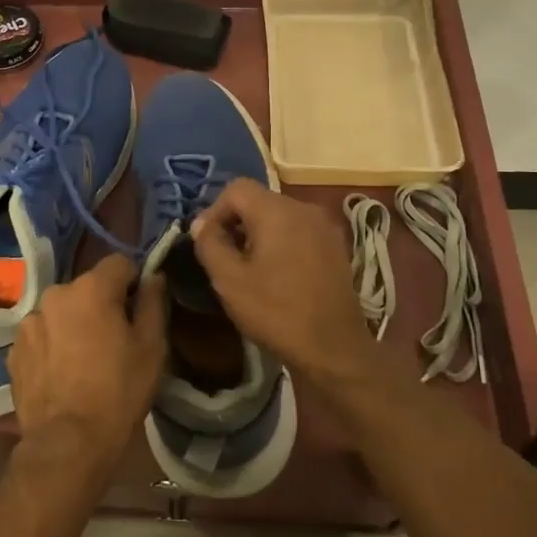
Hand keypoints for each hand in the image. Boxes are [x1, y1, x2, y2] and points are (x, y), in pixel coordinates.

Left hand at [9, 255, 166, 478]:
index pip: (119, 263)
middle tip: (114, 340)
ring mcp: (30, 321)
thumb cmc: (118, 392)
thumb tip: (154, 276)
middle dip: (102, 304)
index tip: (138, 310)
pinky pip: (42, 334)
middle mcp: (56, 294)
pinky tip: (62, 373)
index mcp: (91, 288)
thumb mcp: (152, 347)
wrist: (67, 443)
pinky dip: (53, 344)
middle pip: (88, 287)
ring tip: (84, 360)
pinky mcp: (15, 348)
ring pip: (62, 310)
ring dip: (74, 323)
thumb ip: (154, 302)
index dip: (133, 282)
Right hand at [190, 178, 376, 389]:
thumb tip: (201, 224)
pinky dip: (282, 242)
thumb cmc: (276, 312)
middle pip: (259, 200)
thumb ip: (210, 244)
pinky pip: (299, 230)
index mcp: (277, 210)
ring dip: (258, 233)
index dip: (214, 210)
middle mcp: (304, 208)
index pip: (236, 188)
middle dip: (236, 222)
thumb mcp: (229, 280)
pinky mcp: (336, 246)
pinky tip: (277, 274)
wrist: (334, 348)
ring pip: (279, 215)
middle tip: (224, 257)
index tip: (208, 242)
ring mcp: (325, 226)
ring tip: (249, 267)